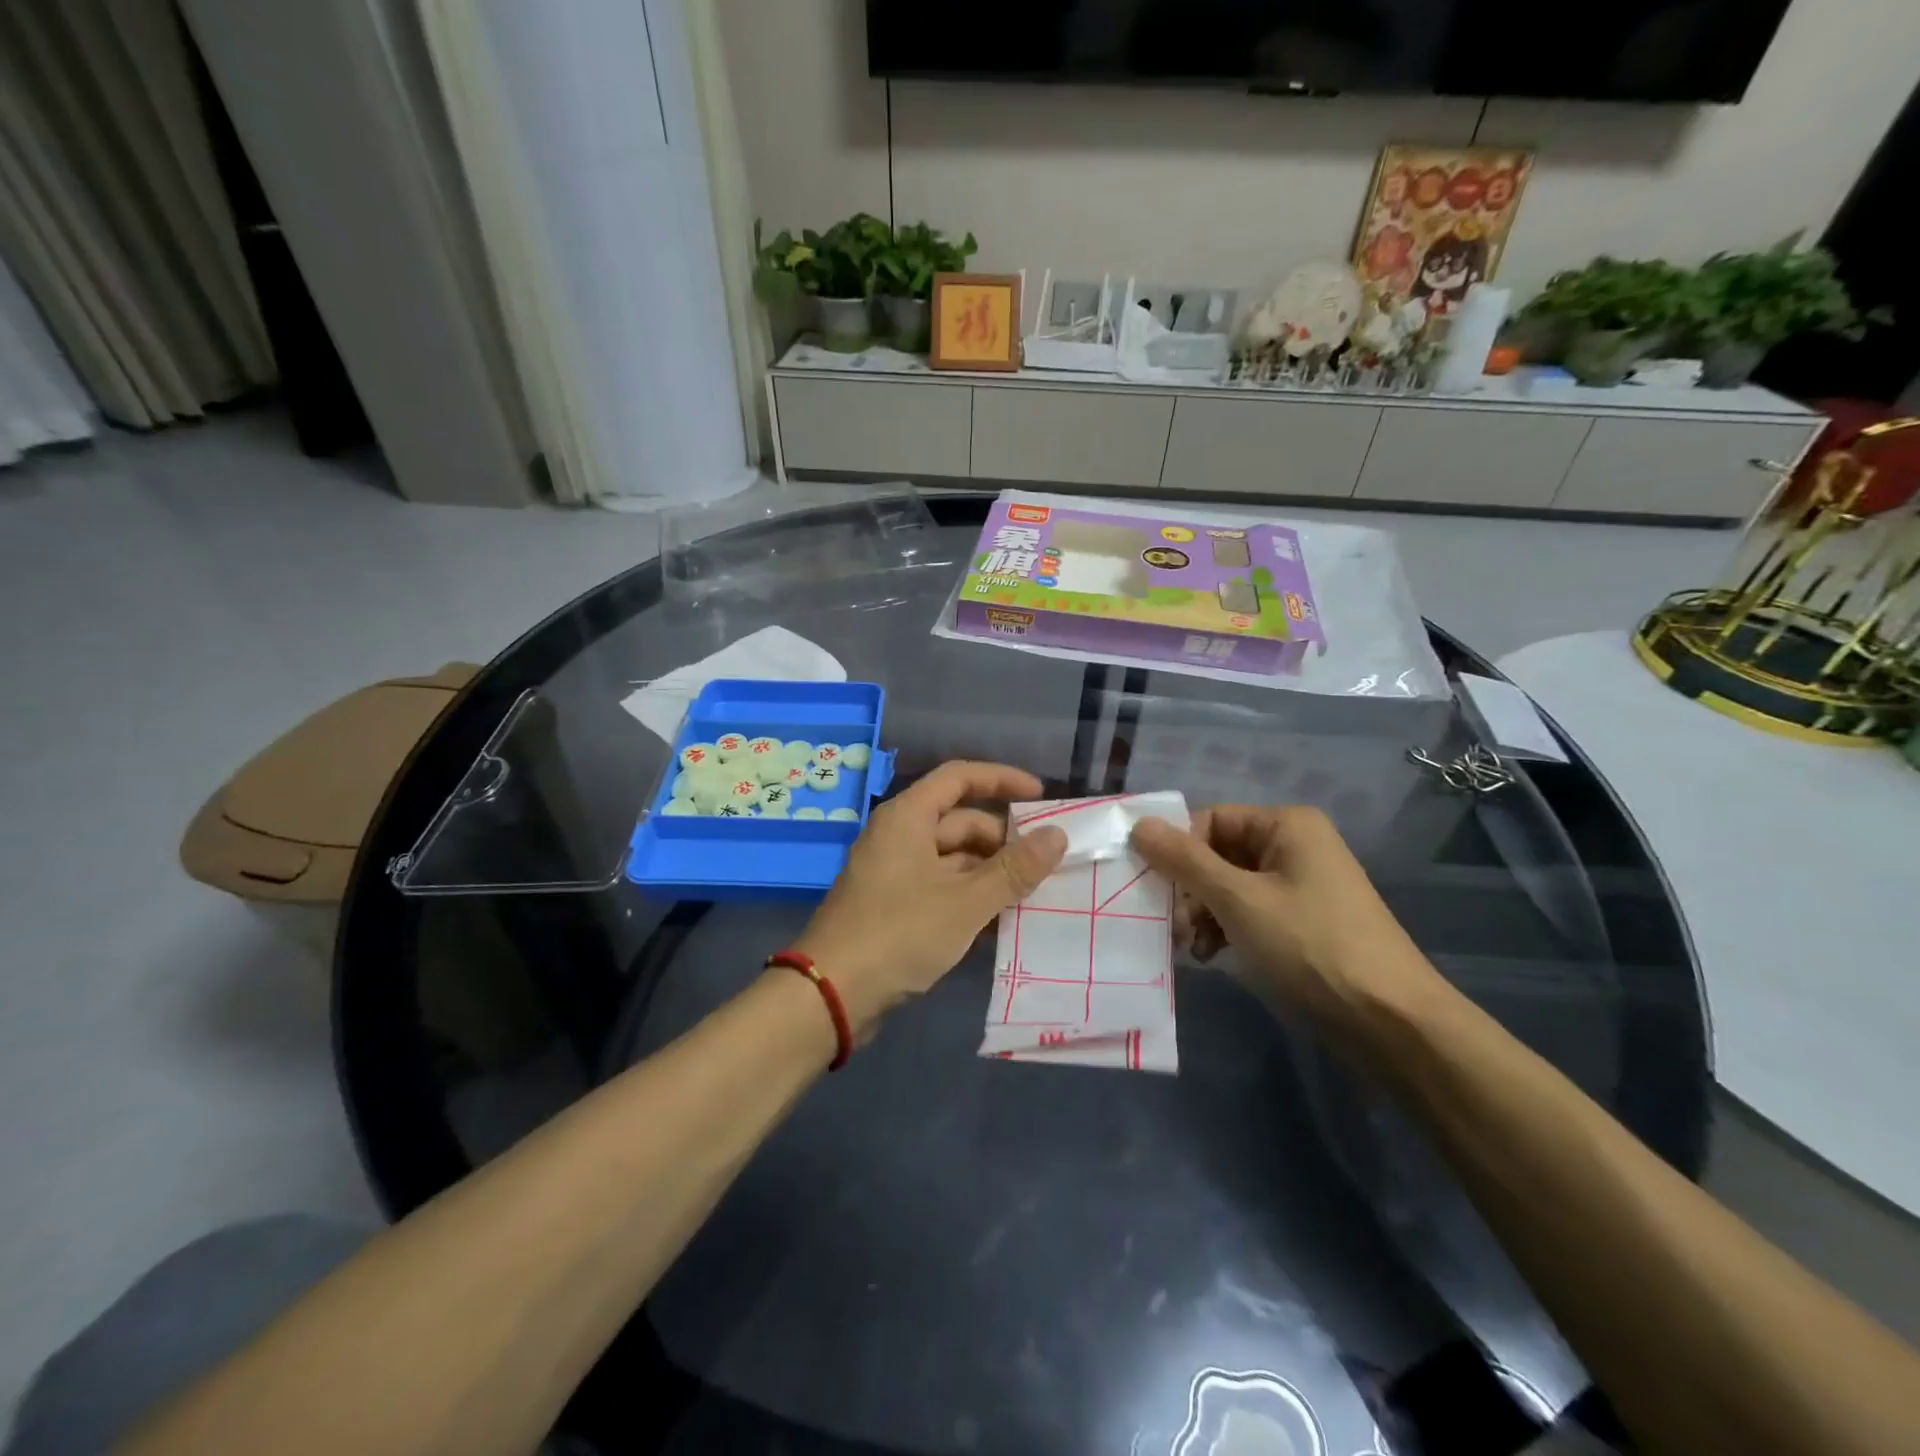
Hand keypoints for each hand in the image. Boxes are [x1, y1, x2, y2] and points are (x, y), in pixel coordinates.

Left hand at [794, 761, 1066, 1037]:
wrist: (831, 994)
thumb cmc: (899, 933)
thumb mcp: (966, 901)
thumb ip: (1014, 869)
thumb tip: (1058, 835)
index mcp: (908, 817)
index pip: (960, 777)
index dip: (1002, 780)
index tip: (1041, 798)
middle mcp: (899, 835)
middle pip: (960, 821)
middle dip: (1003, 840)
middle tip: (1046, 864)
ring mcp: (893, 871)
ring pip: (952, 858)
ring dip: (989, 873)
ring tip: (1031, 895)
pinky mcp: (891, 905)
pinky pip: (939, 886)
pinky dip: (968, 896)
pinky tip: (999, 921)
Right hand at [1130, 805, 1433, 1026]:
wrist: (1390, 1023)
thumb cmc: (1311, 947)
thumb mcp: (1239, 901)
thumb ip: (1185, 861)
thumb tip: (1138, 825)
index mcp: (1286, 825)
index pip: (1208, 820)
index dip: (1177, 852)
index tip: (1154, 890)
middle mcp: (1293, 846)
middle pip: (1216, 853)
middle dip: (1188, 890)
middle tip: (1173, 927)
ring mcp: (1299, 885)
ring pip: (1227, 886)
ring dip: (1201, 914)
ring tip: (1191, 948)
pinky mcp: (1300, 922)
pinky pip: (1246, 911)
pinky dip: (1224, 929)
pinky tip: (1211, 956)